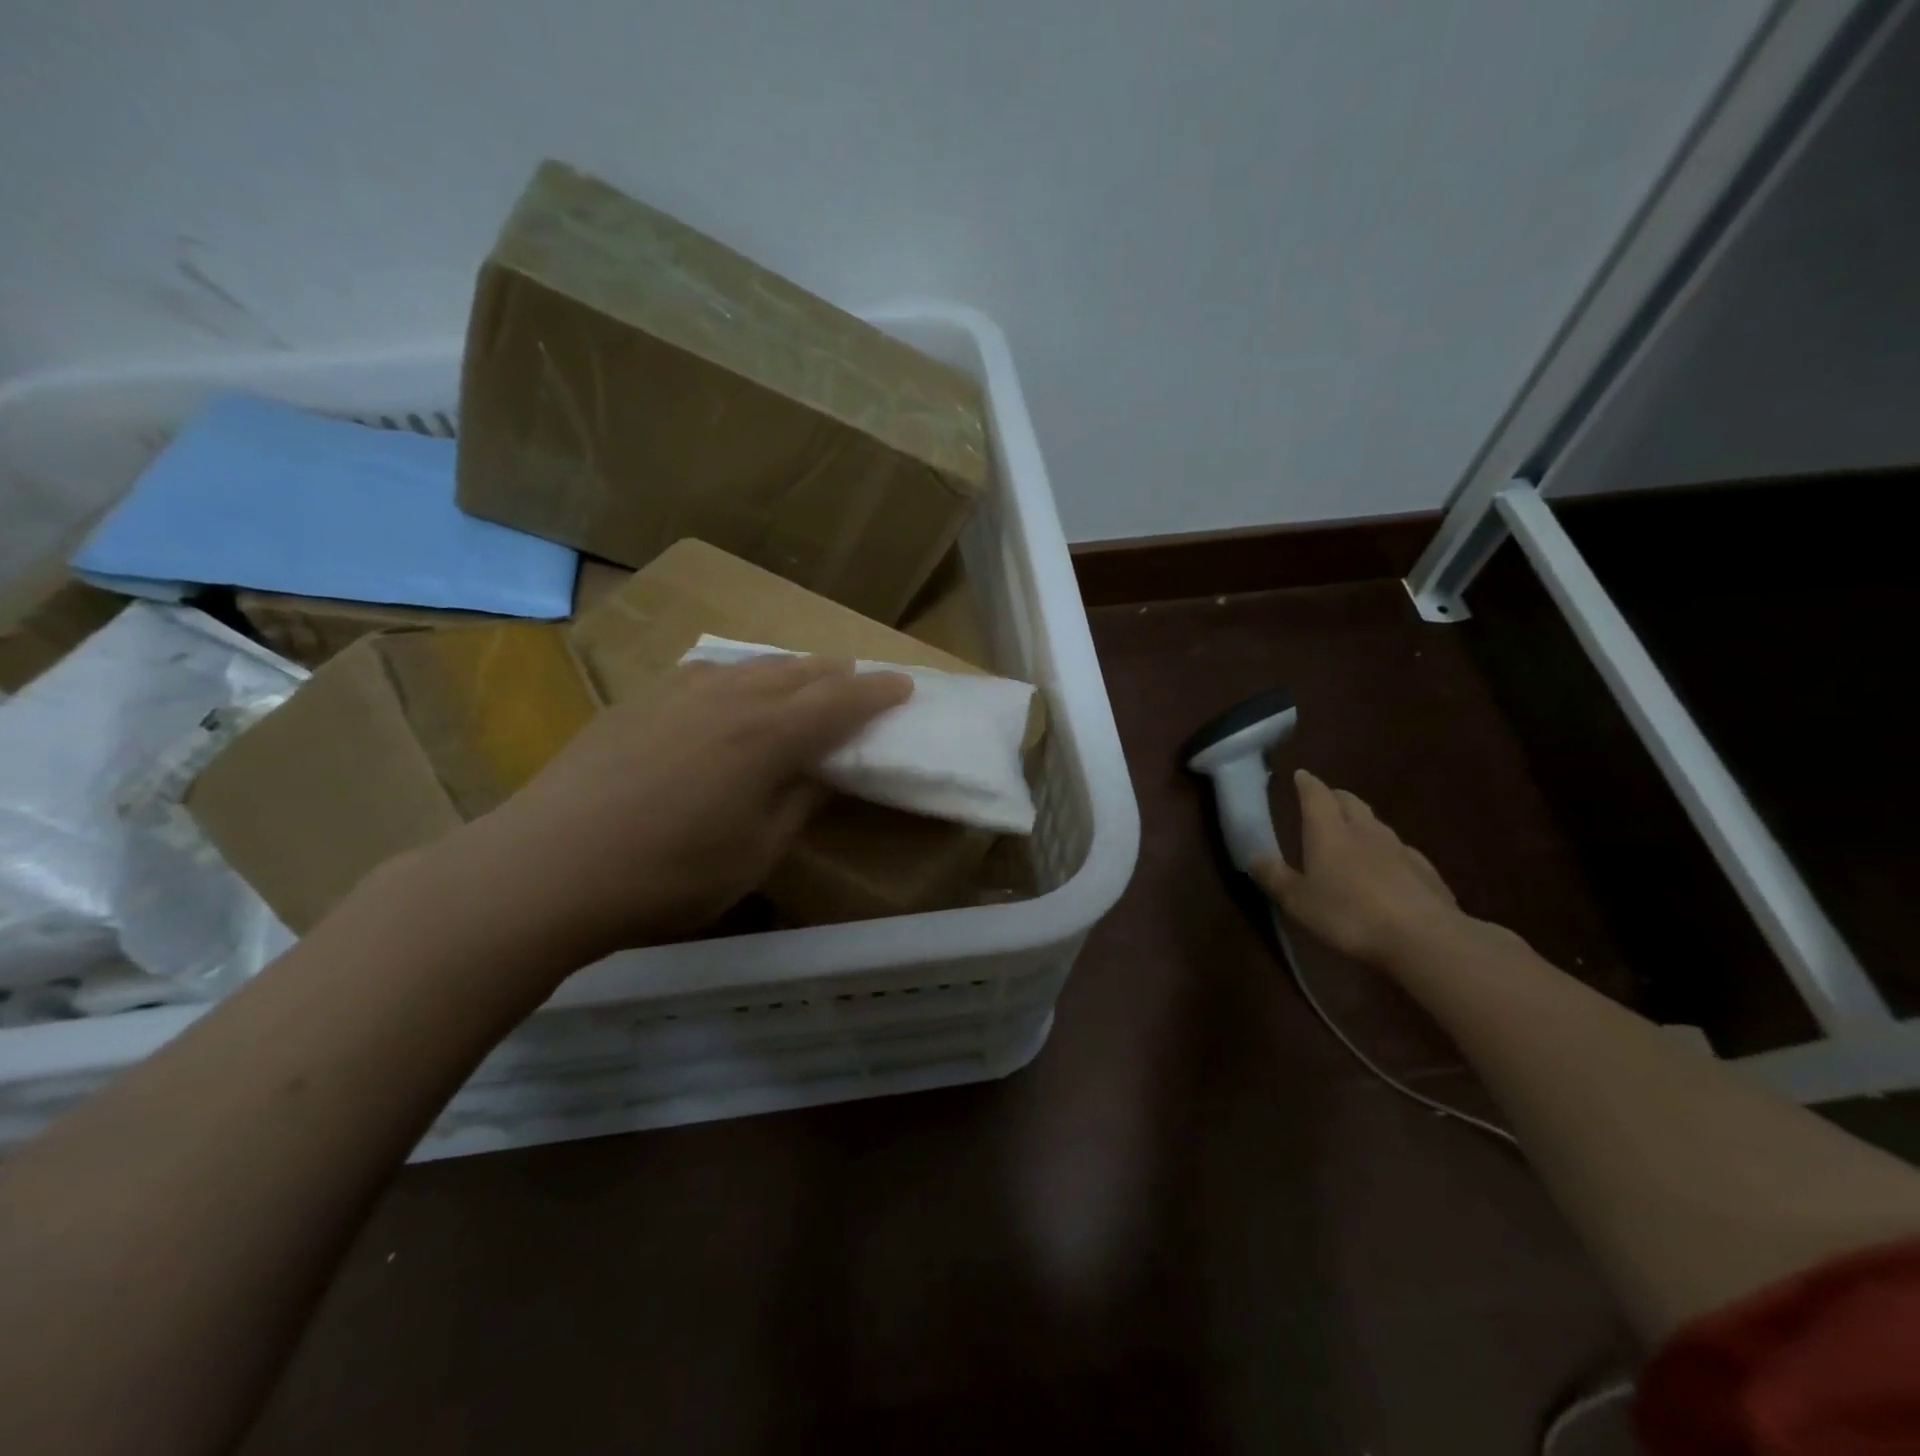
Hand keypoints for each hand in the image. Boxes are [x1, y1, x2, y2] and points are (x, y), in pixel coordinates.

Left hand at [451, 654, 911, 956]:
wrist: (548, 867)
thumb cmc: (668, 874)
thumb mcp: (755, 853)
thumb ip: (798, 804)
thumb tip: (822, 773)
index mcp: (769, 736)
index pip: (841, 700)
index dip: (877, 692)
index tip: (903, 685)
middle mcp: (731, 699)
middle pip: (799, 672)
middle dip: (837, 674)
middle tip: (859, 681)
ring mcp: (679, 693)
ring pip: (751, 666)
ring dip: (790, 670)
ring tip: (804, 678)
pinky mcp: (639, 701)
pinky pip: (707, 673)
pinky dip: (738, 675)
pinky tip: (728, 690)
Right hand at [1251, 769, 1463, 966]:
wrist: (1424, 938)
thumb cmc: (1349, 915)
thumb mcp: (1299, 901)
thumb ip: (1275, 877)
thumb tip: (1253, 857)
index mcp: (1329, 832)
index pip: (1316, 796)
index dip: (1306, 784)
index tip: (1300, 775)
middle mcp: (1364, 831)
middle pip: (1350, 802)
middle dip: (1335, 797)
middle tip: (1324, 799)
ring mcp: (1399, 849)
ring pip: (1376, 824)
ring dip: (1362, 822)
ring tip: (1353, 832)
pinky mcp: (1425, 871)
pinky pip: (1400, 850)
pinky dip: (1387, 850)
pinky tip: (1387, 866)